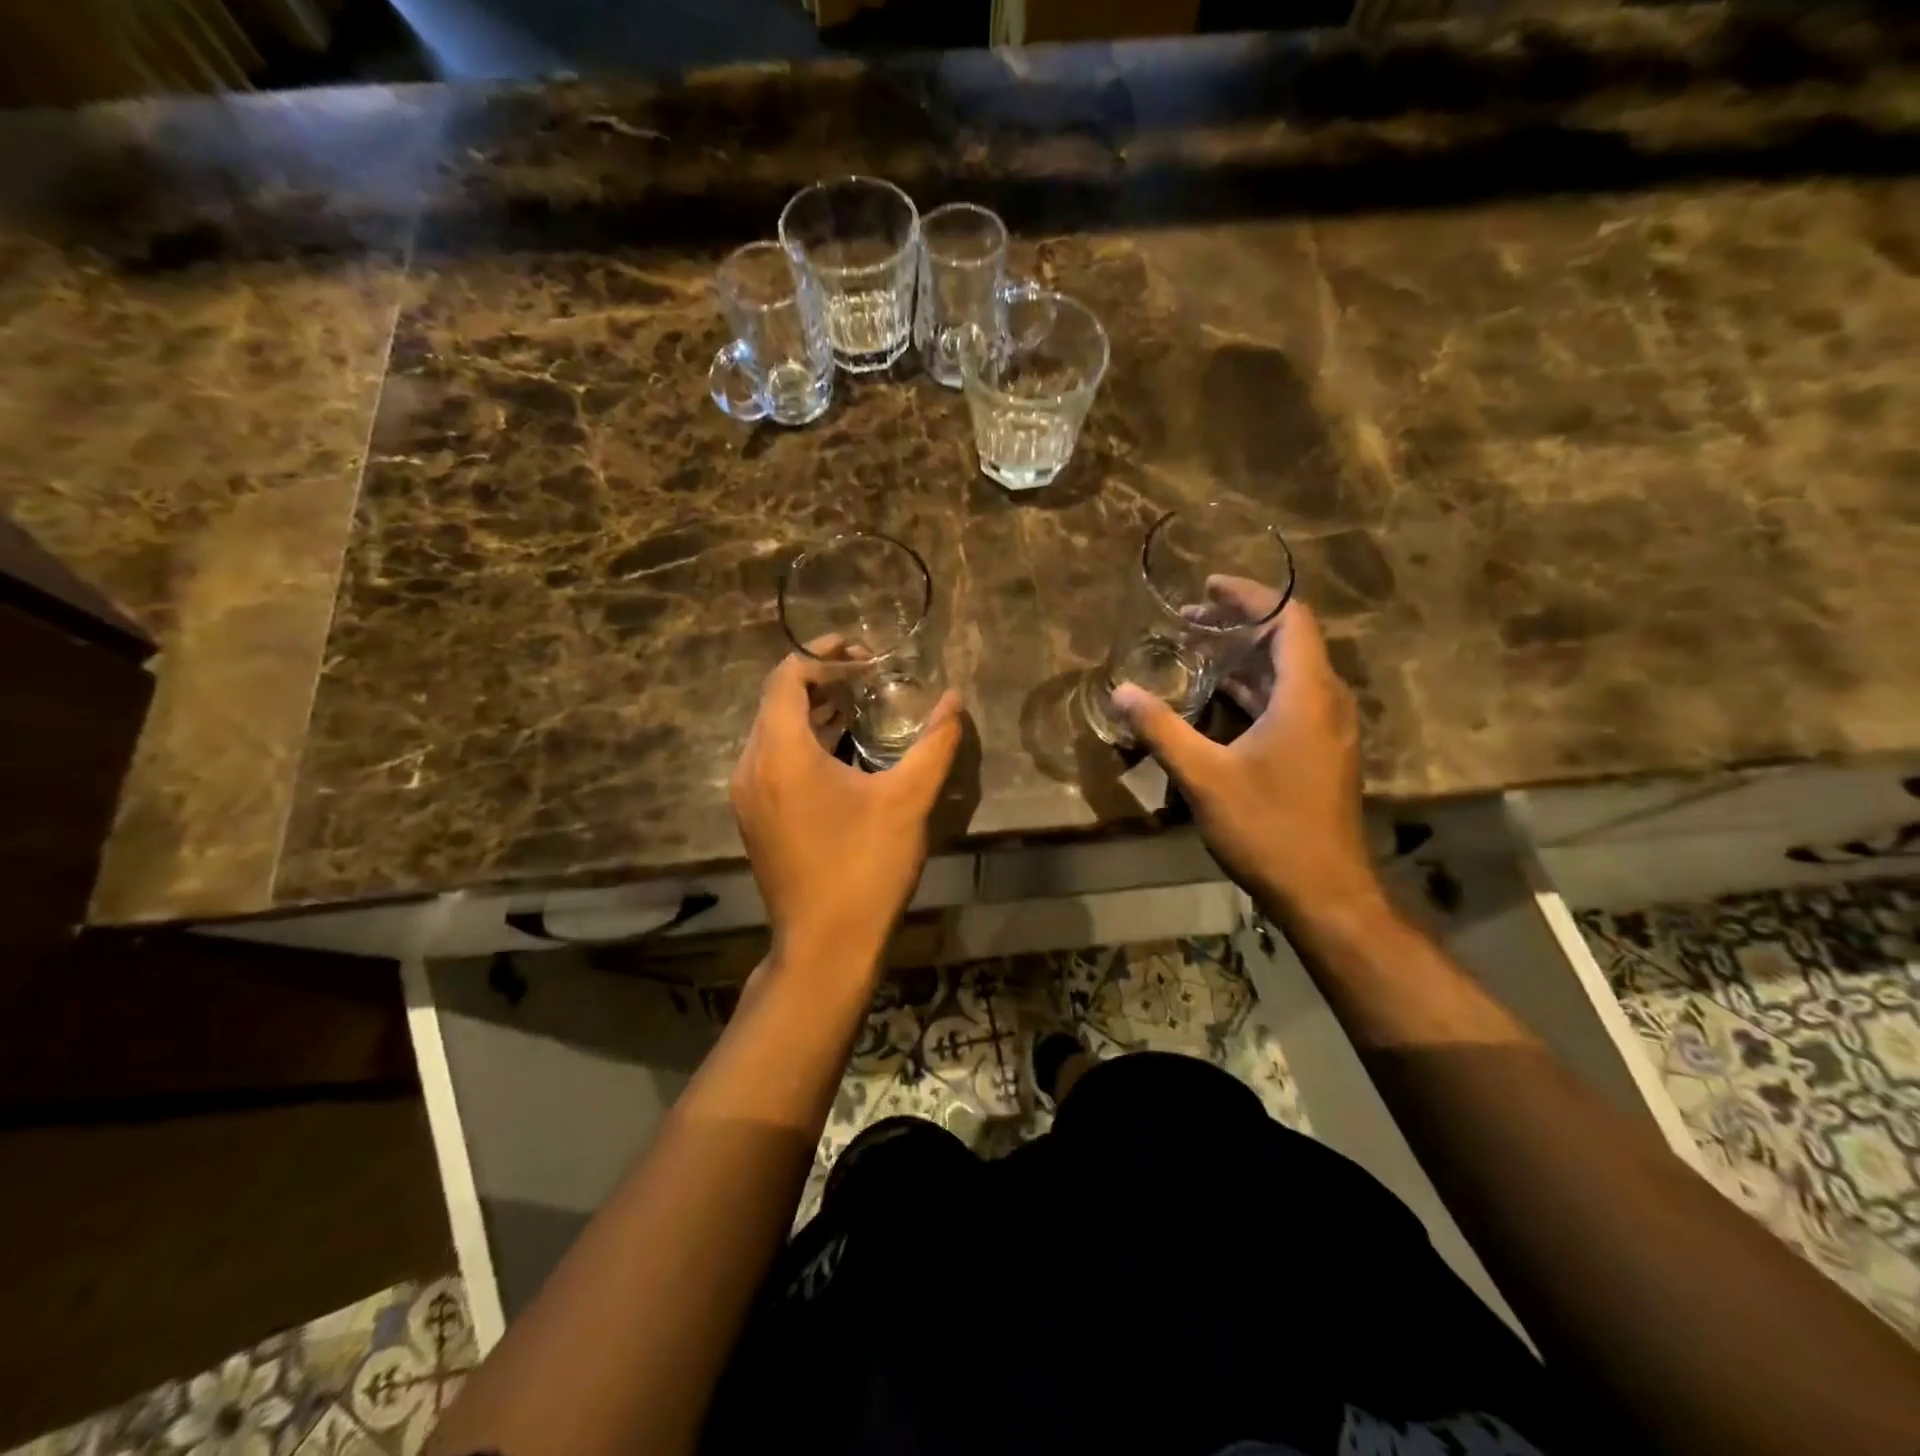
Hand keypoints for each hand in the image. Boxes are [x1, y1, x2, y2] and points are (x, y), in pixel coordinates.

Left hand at [730, 649, 962, 969]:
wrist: (825, 946)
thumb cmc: (865, 867)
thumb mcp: (909, 801)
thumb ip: (935, 743)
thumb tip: (954, 700)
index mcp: (780, 752)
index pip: (787, 676)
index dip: (824, 655)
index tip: (864, 654)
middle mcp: (751, 765)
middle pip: (777, 700)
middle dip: (821, 680)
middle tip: (868, 676)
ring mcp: (748, 795)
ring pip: (773, 731)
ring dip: (812, 711)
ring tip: (860, 706)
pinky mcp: (755, 817)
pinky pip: (772, 759)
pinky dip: (803, 742)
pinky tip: (843, 751)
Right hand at [1112, 582, 1382, 924]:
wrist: (1324, 892)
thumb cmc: (1267, 827)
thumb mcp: (1204, 777)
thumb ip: (1161, 729)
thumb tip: (1121, 692)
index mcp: (1307, 694)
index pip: (1287, 618)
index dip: (1250, 596)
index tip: (1208, 586)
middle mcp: (1326, 702)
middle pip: (1288, 641)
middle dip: (1239, 625)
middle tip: (1190, 620)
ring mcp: (1328, 730)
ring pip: (1289, 673)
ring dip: (1245, 658)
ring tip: (1197, 651)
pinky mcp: (1321, 753)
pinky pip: (1290, 701)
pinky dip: (1255, 688)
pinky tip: (1218, 699)